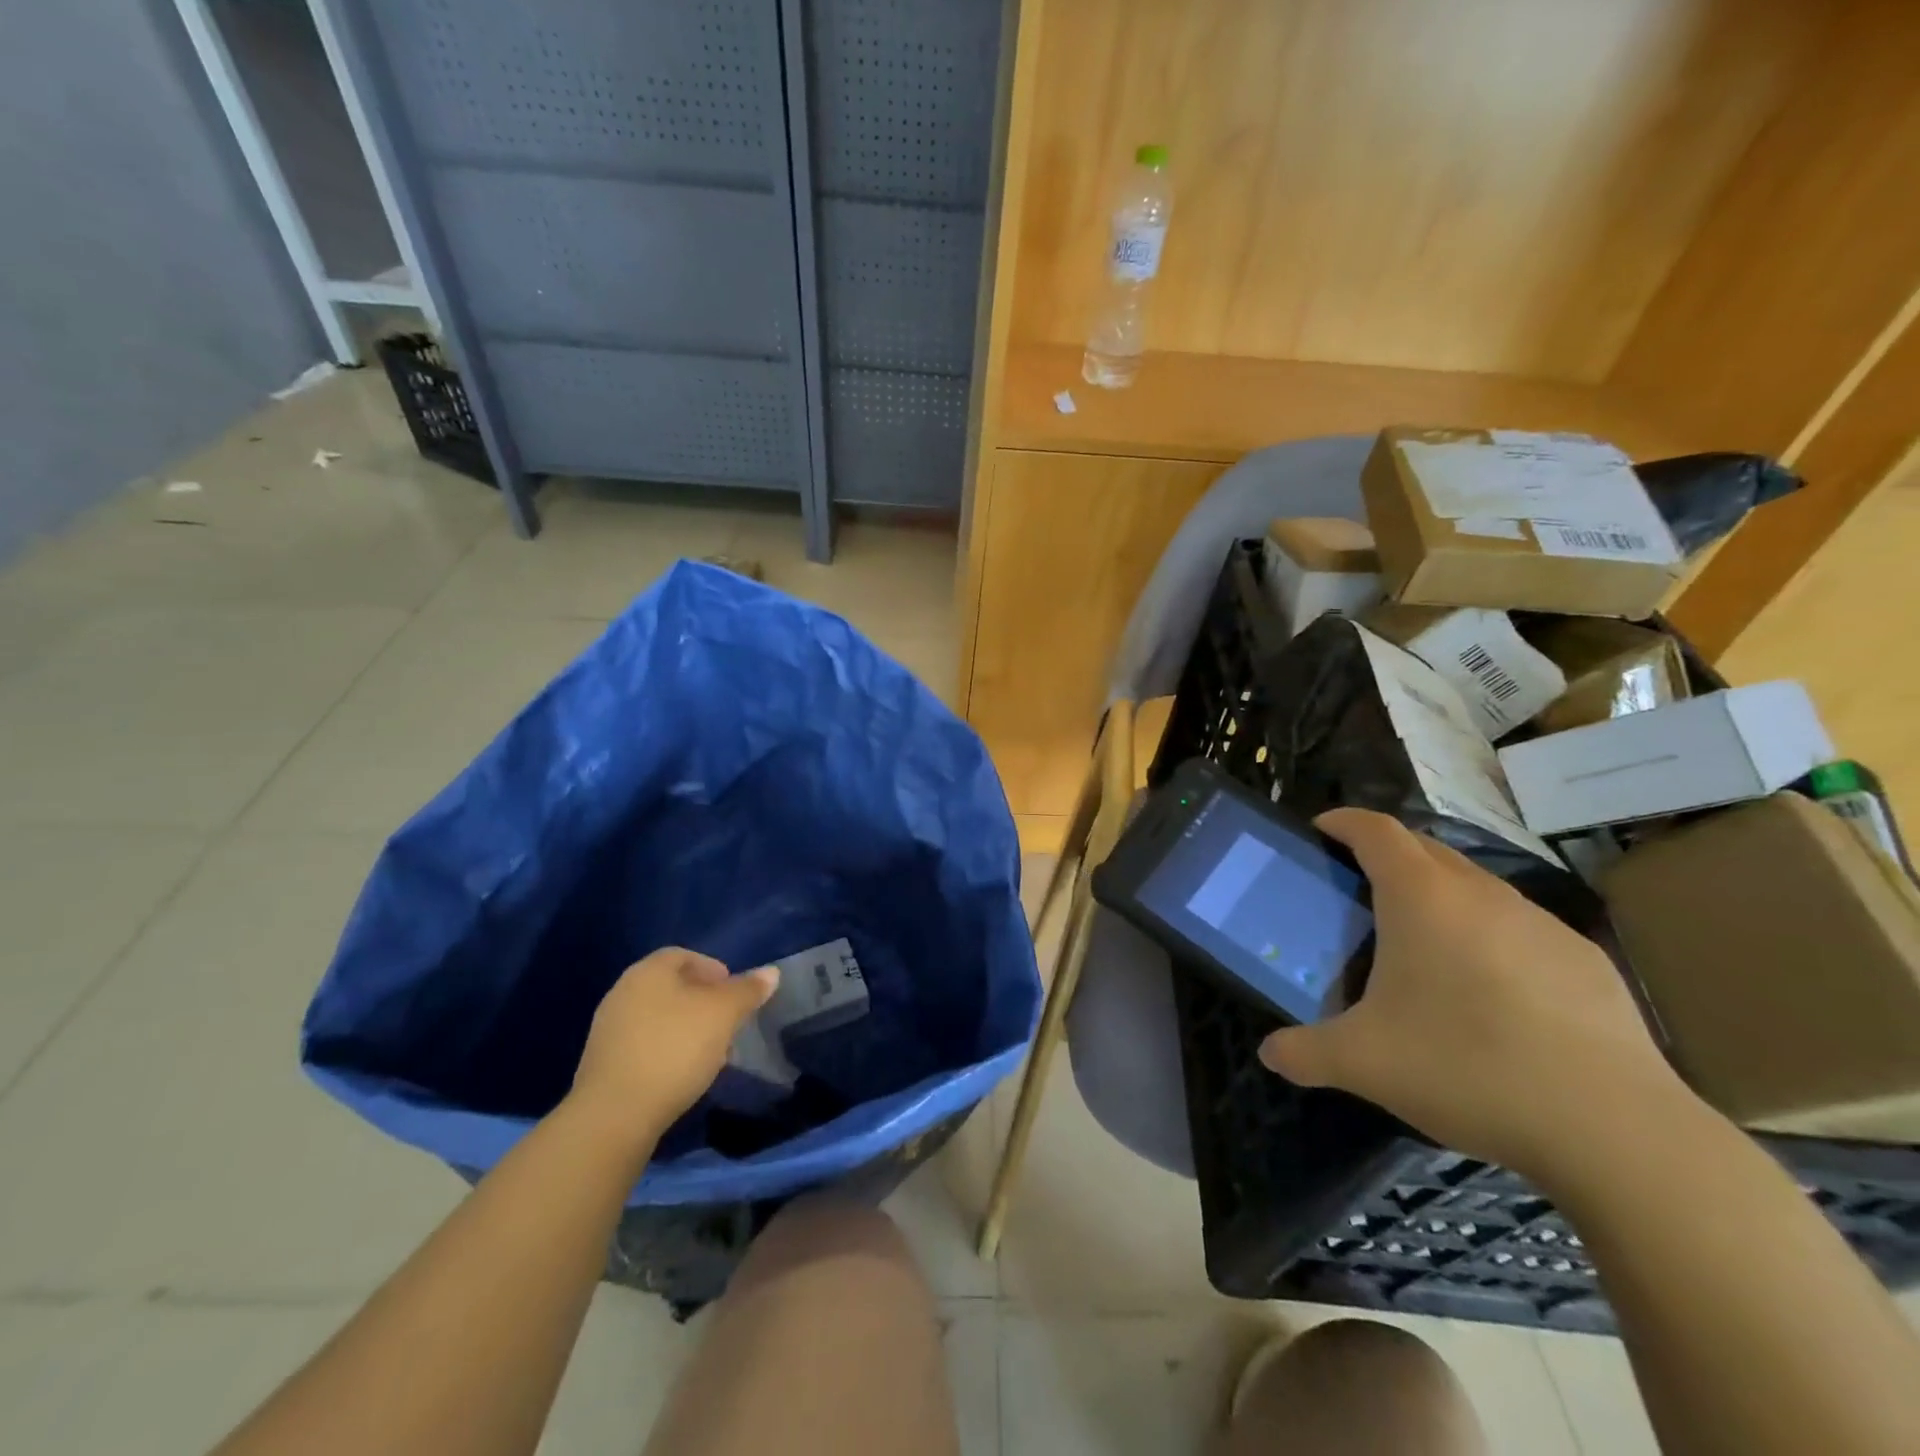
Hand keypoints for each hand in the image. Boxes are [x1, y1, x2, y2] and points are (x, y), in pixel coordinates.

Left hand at [566, 949, 778, 1147]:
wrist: (614, 1114)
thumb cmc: (675, 1048)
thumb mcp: (723, 1014)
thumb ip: (748, 990)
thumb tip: (771, 972)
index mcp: (648, 971)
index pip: (683, 955)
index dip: (712, 968)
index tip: (734, 991)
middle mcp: (623, 991)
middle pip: (670, 985)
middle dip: (702, 999)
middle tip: (727, 1019)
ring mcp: (608, 1028)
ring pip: (658, 1016)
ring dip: (685, 1026)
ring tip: (710, 1049)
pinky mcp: (603, 1063)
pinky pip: (643, 1043)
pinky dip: (666, 1048)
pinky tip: (682, 1071)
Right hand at [1260, 809, 1685, 1184]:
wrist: (1614, 1128)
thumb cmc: (1466, 1068)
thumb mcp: (1363, 1064)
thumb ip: (1304, 1052)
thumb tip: (1270, 1054)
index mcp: (1421, 897)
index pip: (1374, 830)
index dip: (1343, 822)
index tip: (1320, 830)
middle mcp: (1481, 893)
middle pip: (1424, 849)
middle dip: (1386, 855)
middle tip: (1358, 891)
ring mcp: (1540, 923)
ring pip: (1475, 886)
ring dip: (1440, 895)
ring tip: (1422, 944)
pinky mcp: (1585, 959)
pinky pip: (1518, 926)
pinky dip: (1488, 935)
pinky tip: (1490, 992)